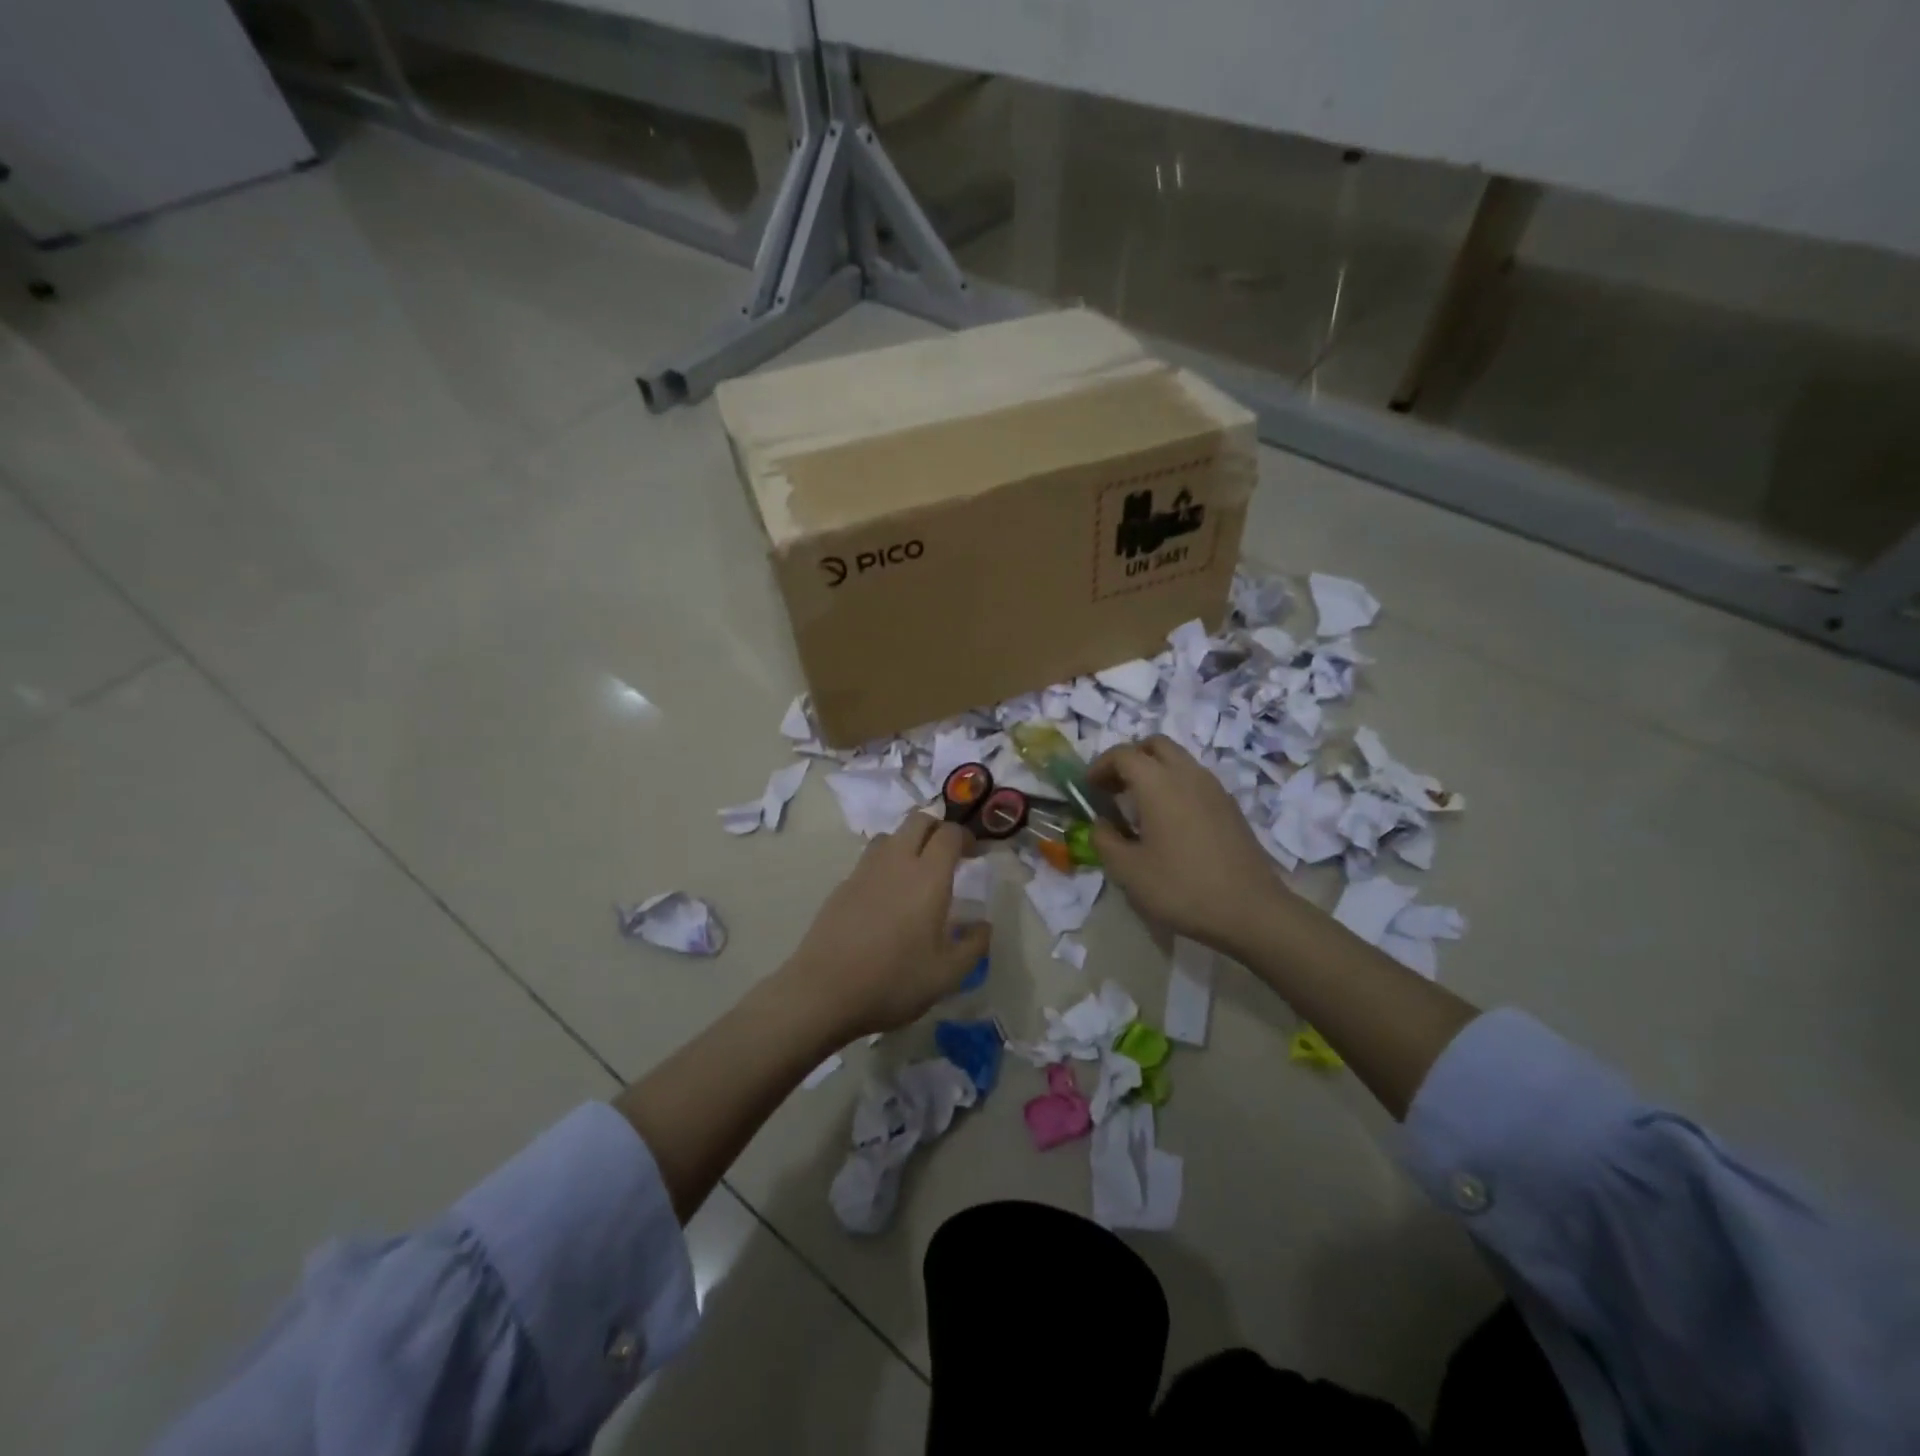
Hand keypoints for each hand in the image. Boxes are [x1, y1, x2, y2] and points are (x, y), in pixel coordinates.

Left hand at [779, 816, 990, 1040]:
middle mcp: (896, 862)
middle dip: (937, 829)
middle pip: (918, 821)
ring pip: (890, 836)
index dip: (966, 837)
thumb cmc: (894, 981)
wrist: (824, 992)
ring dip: (908, 842)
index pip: (950, 833)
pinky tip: (886, 897)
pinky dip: (885, 865)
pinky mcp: (842, 885)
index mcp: (928, 876)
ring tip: (916, 872)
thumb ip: (973, 945)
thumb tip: (983, 925)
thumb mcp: (947, 974)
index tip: (974, 855)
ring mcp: (864, 870)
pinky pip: (869, 859)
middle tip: (948, 856)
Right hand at [1090, 735, 1288, 948]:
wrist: (1250, 910)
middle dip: (1129, 759)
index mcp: (1158, 783)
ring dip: (1154, 771)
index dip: (1099, 767)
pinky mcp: (1229, 806)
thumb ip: (1104, 840)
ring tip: (1139, 807)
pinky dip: (1175, 786)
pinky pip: (1195, 780)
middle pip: (1154, 745)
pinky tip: (1170, 823)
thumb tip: (1100, 824)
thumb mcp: (1127, 870)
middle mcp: (1187, 774)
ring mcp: (1214, 788)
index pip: (1122, 754)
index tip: (1088, 789)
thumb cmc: (1181, 887)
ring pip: (1178, 760)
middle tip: (1114, 788)